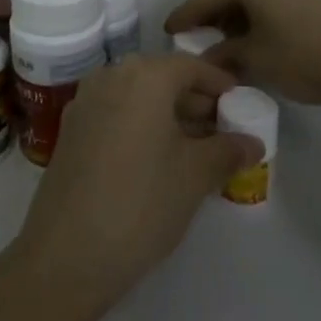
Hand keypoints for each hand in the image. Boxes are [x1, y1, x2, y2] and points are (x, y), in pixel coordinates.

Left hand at [9, 55, 262, 312]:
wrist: (66, 254)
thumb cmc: (142, 203)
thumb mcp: (196, 176)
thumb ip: (228, 150)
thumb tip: (253, 142)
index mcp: (145, 76)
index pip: (191, 67)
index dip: (219, 84)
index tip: (240, 103)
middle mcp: (111, 76)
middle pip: (162, 78)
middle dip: (194, 101)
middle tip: (222, 129)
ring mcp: (85, 102)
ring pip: (137, 97)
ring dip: (167, 115)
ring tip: (195, 148)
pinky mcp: (70, 130)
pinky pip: (116, 113)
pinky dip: (140, 125)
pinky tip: (157, 159)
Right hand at [165, 0, 320, 106]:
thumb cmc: (308, 54)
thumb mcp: (258, 60)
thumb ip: (226, 55)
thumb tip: (210, 57)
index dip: (185, 17)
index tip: (168, 30)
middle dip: (213, 14)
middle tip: (198, 38)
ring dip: (240, 13)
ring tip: (232, 41)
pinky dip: (263, 11)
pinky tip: (265, 34)